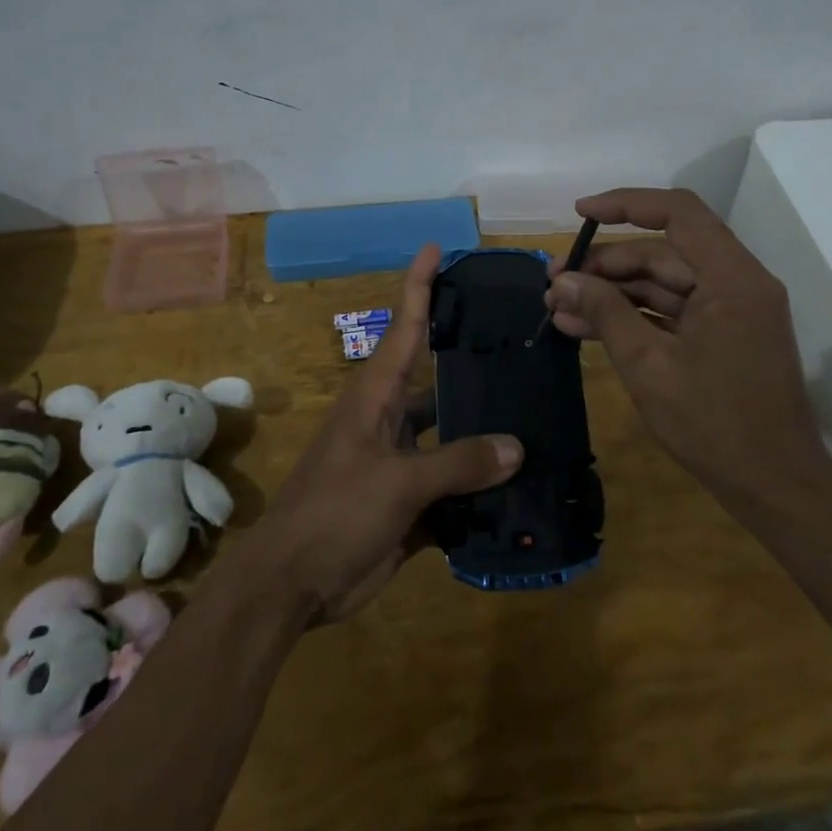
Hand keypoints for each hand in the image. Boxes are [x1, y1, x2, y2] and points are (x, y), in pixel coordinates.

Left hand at [241, 244, 521, 622]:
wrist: (293, 583)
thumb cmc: (335, 512)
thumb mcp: (396, 482)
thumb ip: (457, 464)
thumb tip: (515, 447)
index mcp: (376, 397)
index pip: (405, 326)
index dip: (420, 286)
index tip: (437, 247)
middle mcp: (390, 420)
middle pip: (439, 382)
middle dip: (474, 364)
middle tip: (524, 343)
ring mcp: (399, 462)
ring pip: (451, 437)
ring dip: (485, 435)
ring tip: (538, 419)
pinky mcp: (408, 503)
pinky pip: (452, 486)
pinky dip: (479, 488)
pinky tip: (520, 488)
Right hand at [545, 188, 831, 497]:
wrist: (774, 487)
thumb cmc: (714, 424)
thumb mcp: (648, 365)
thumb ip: (606, 312)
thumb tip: (564, 280)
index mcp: (732, 278)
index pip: (678, 213)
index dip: (625, 204)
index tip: (579, 213)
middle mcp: (736, 283)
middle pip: (663, 252)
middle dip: (605, 264)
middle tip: (553, 282)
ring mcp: (729, 311)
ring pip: (661, 283)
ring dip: (611, 293)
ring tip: (558, 307)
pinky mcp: (720, 336)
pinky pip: (670, 311)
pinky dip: (631, 316)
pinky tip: (584, 327)